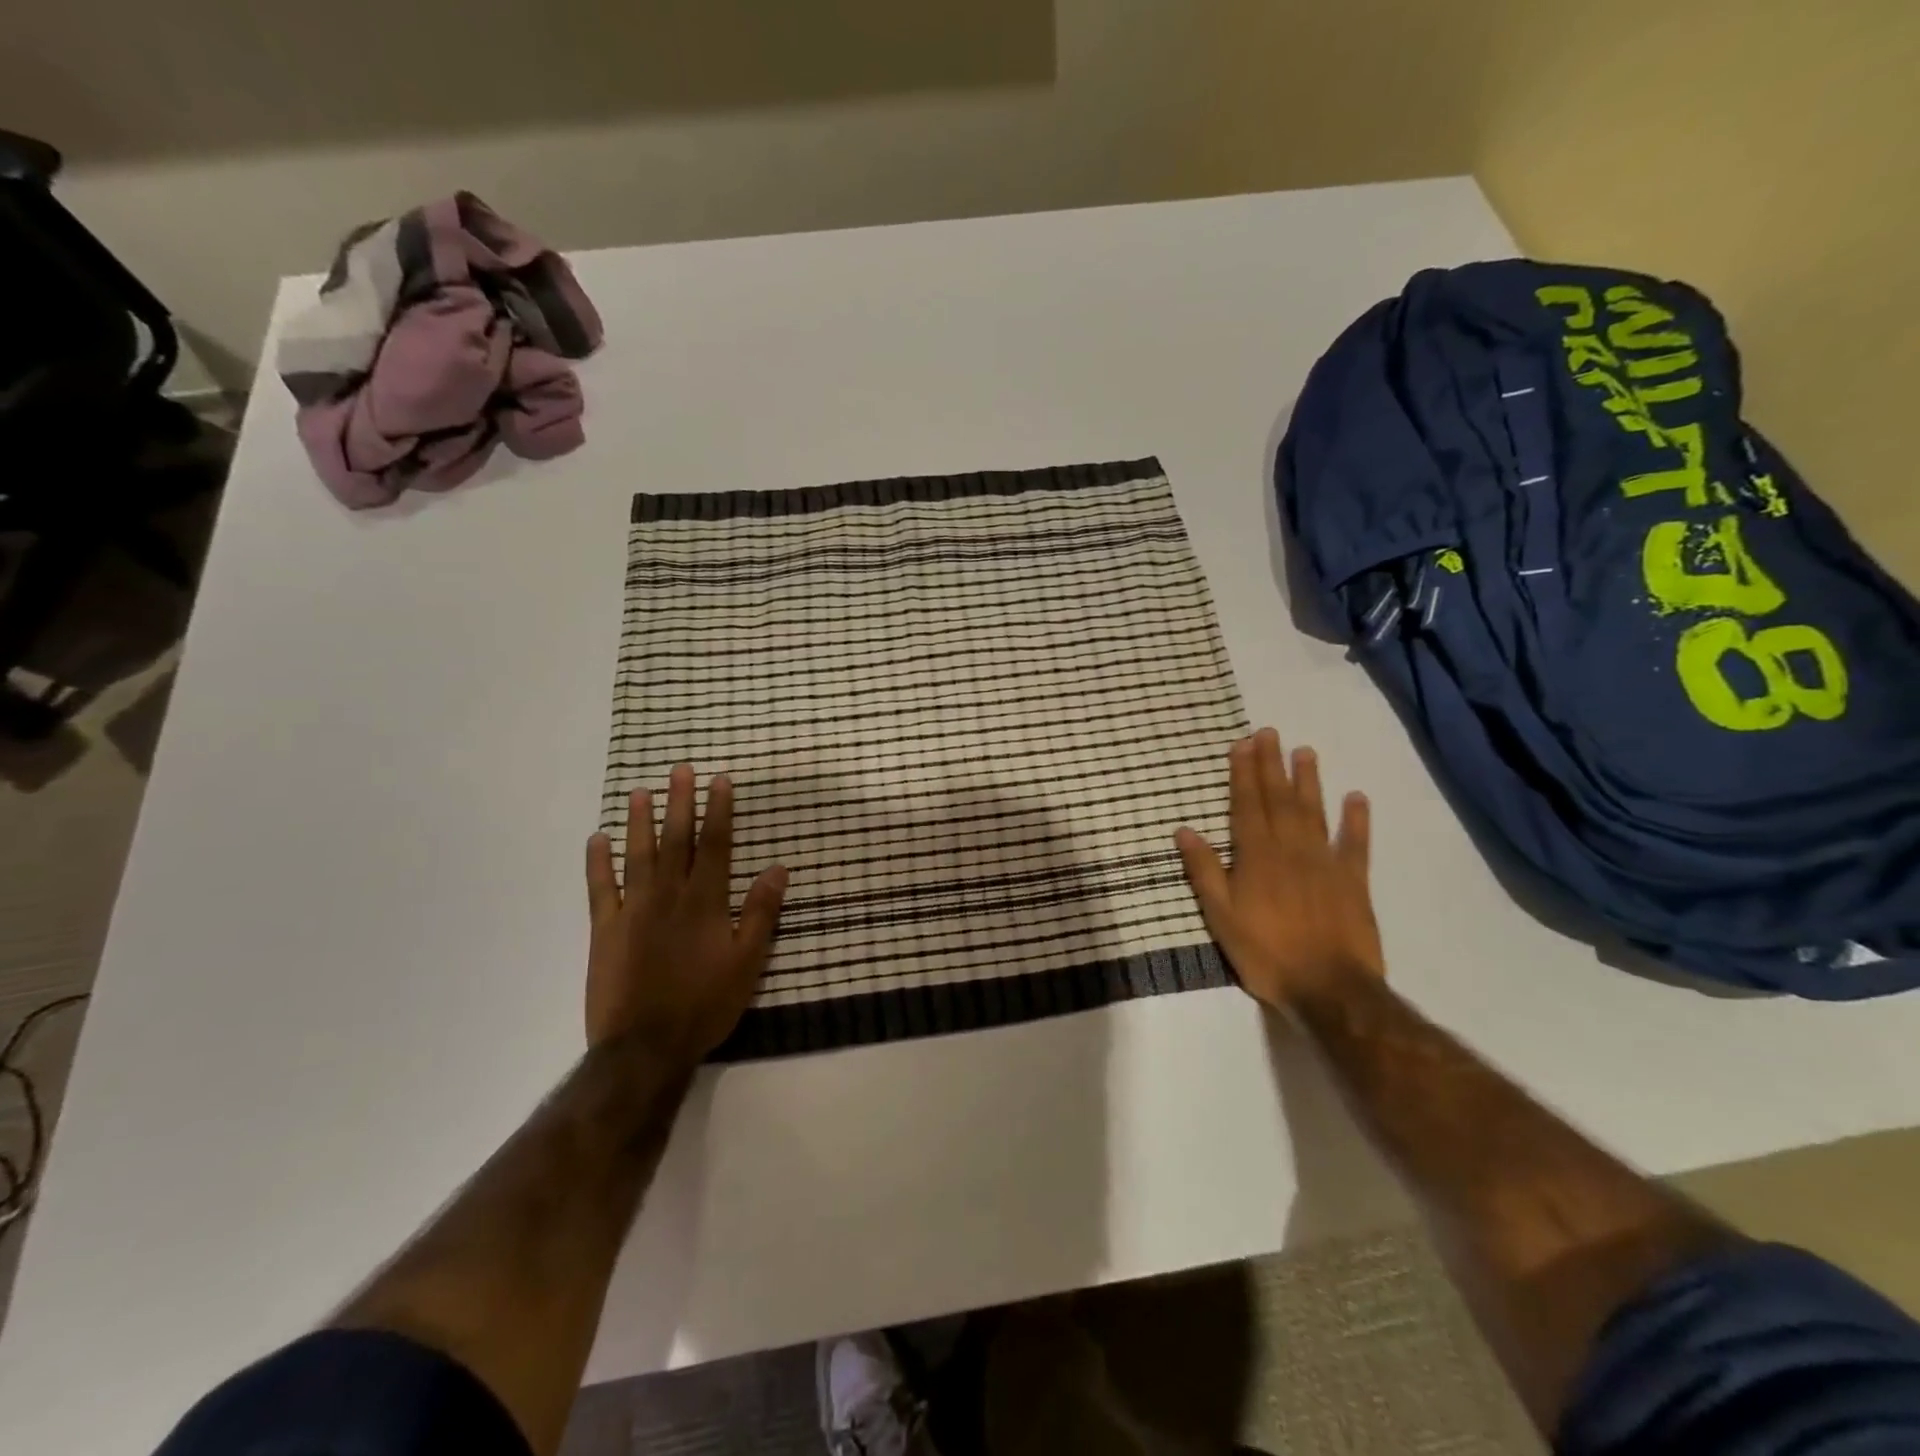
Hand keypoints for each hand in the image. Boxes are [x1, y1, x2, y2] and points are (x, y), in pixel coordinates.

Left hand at [584, 765, 788, 1065]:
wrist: (644, 1047)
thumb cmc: (704, 1004)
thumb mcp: (747, 962)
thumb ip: (760, 913)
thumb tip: (778, 869)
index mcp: (705, 902)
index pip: (715, 845)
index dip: (718, 811)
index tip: (719, 780)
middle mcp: (669, 896)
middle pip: (676, 840)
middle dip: (680, 802)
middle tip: (680, 769)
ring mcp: (633, 910)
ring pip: (638, 856)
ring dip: (640, 822)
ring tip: (640, 791)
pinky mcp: (605, 930)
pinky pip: (600, 889)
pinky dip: (598, 863)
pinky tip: (597, 839)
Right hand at [1175, 728, 1381, 1008]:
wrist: (1329, 987)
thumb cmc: (1266, 952)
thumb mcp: (1221, 916)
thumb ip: (1205, 871)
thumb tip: (1184, 830)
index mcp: (1256, 856)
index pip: (1246, 805)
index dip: (1242, 774)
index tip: (1242, 744)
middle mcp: (1290, 849)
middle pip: (1279, 799)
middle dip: (1271, 765)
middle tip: (1269, 733)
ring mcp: (1325, 862)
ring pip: (1314, 812)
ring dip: (1309, 780)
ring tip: (1304, 751)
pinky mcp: (1353, 880)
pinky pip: (1355, 843)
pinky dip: (1356, 819)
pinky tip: (1356, 797)